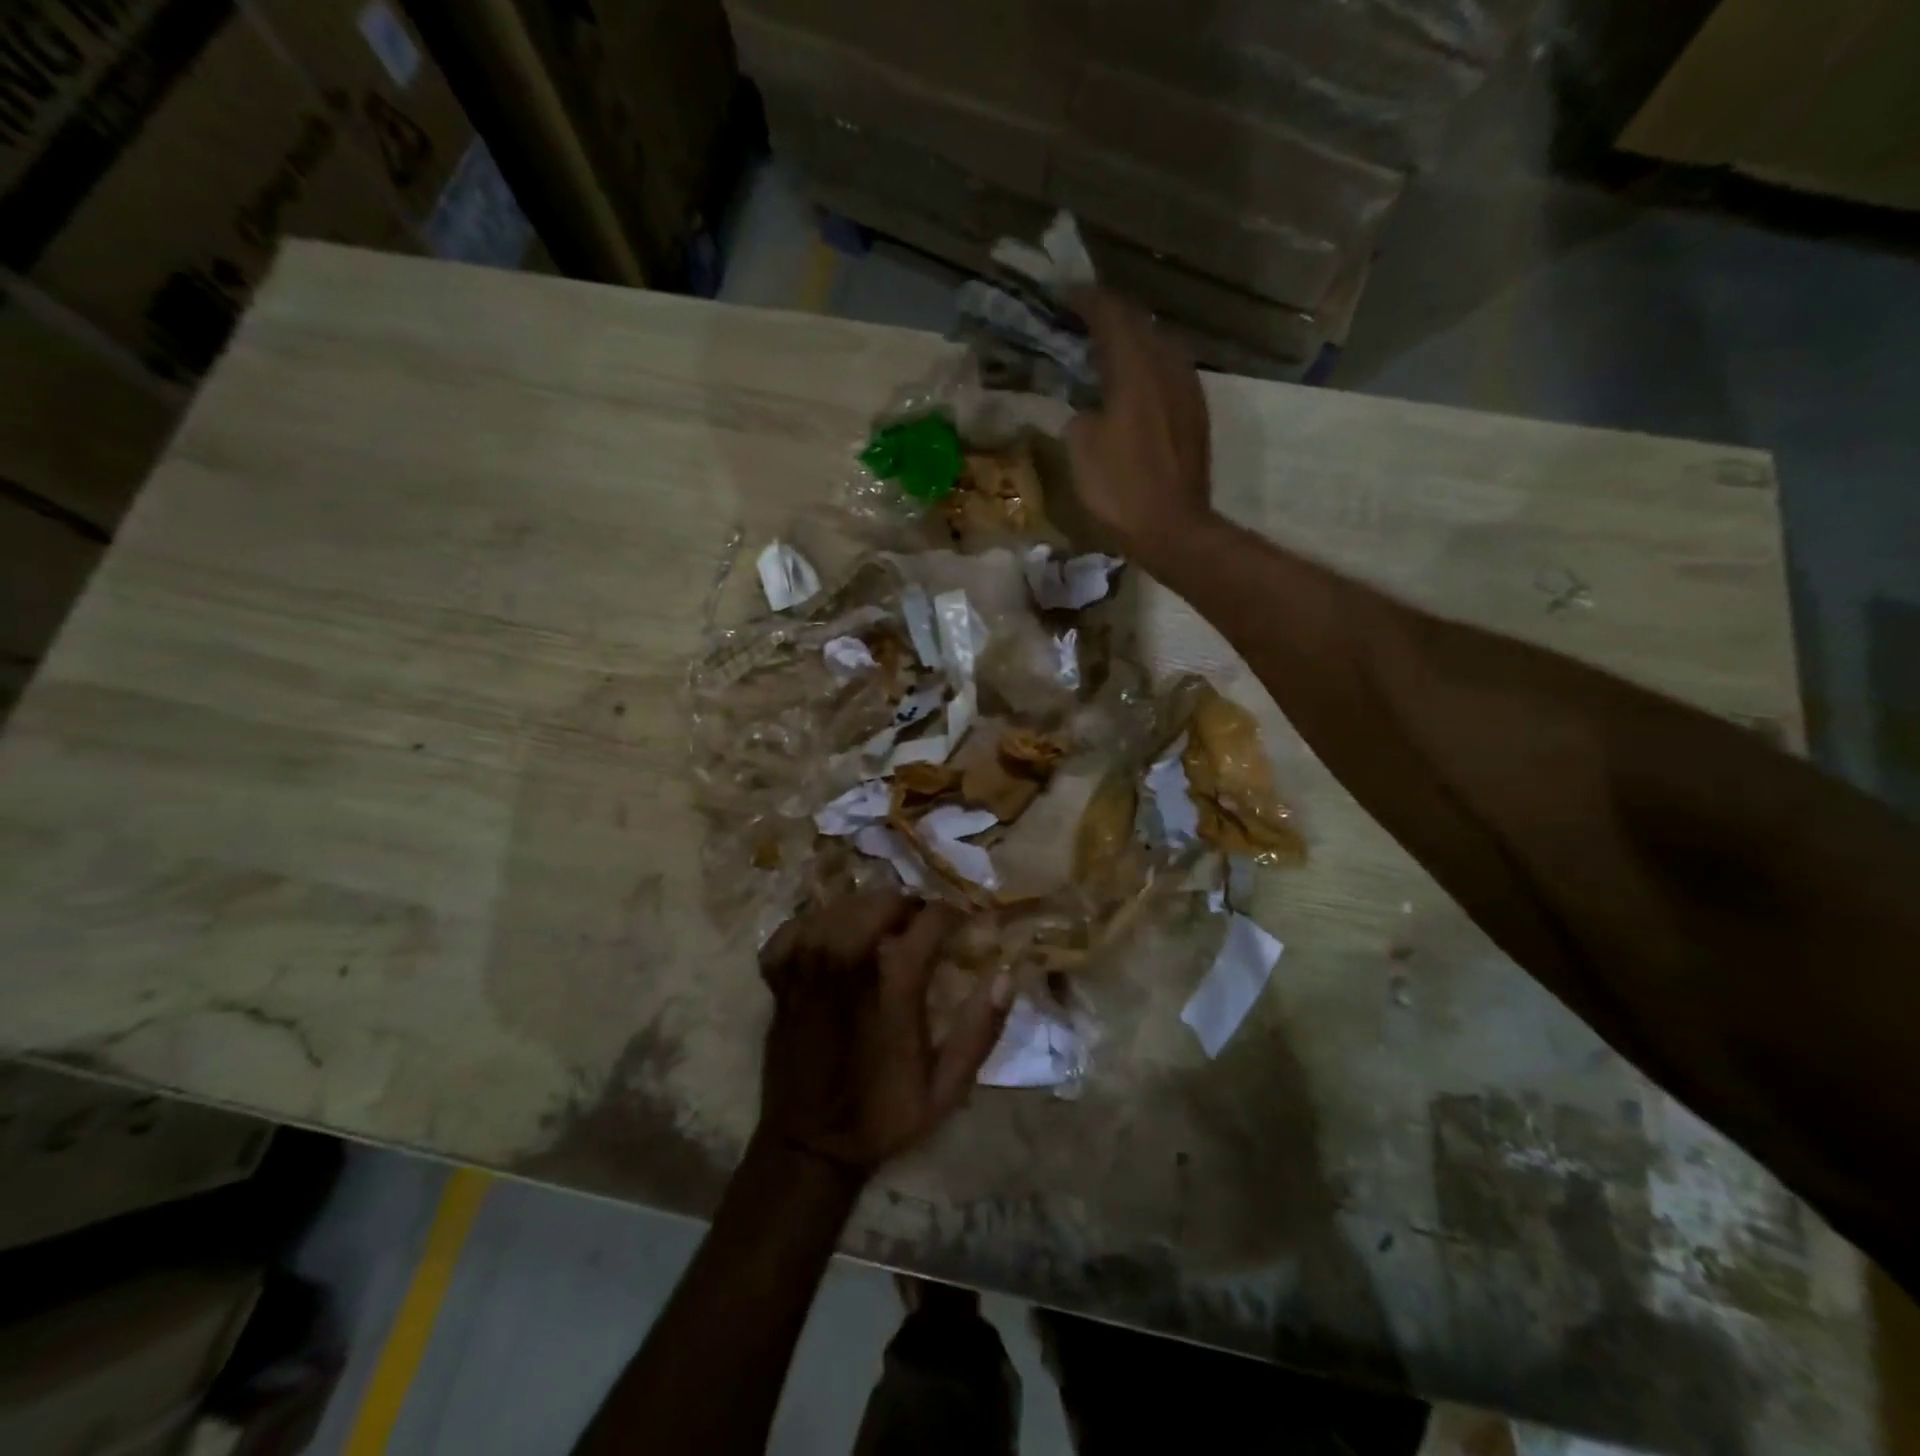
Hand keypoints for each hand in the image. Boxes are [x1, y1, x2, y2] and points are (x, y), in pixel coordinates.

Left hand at [757, 892, 1012, 1178]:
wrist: (809, 1147)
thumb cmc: (882, 1116)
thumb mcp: (945, 1088)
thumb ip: (979, 1032)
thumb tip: (1005, 977)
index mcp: (893, 986)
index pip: (929, 920)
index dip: (951, 915)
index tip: (960, 925)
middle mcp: (847, 965)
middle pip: (880, 902)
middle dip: (908, 906)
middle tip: (919, 927)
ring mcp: (806, 968)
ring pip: (839, 908)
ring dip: (865, 911)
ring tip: (880, 931)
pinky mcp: (779, 980)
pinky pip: (793, 928)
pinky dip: (813, 925)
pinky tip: (828, 940)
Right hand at [1067, 289, 1215, 560]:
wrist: (1174, 529)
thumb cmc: (1121, 489)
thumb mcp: (1081, 448)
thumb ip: (1081, 413)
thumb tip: (1090, 408)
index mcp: (1136, 368)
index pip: (1111, 314)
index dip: (1085, 300)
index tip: (1063, 296)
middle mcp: (1168, 367)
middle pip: (1139, 325)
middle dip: (1109, 319)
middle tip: (1080, 323)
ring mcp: (1188, 391)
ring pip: (1158, 348)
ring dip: (1131, 344)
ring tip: (1105, 354)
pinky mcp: (1196, 415)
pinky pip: (1168, 375)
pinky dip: (1146, 370)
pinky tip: (1132, 387)